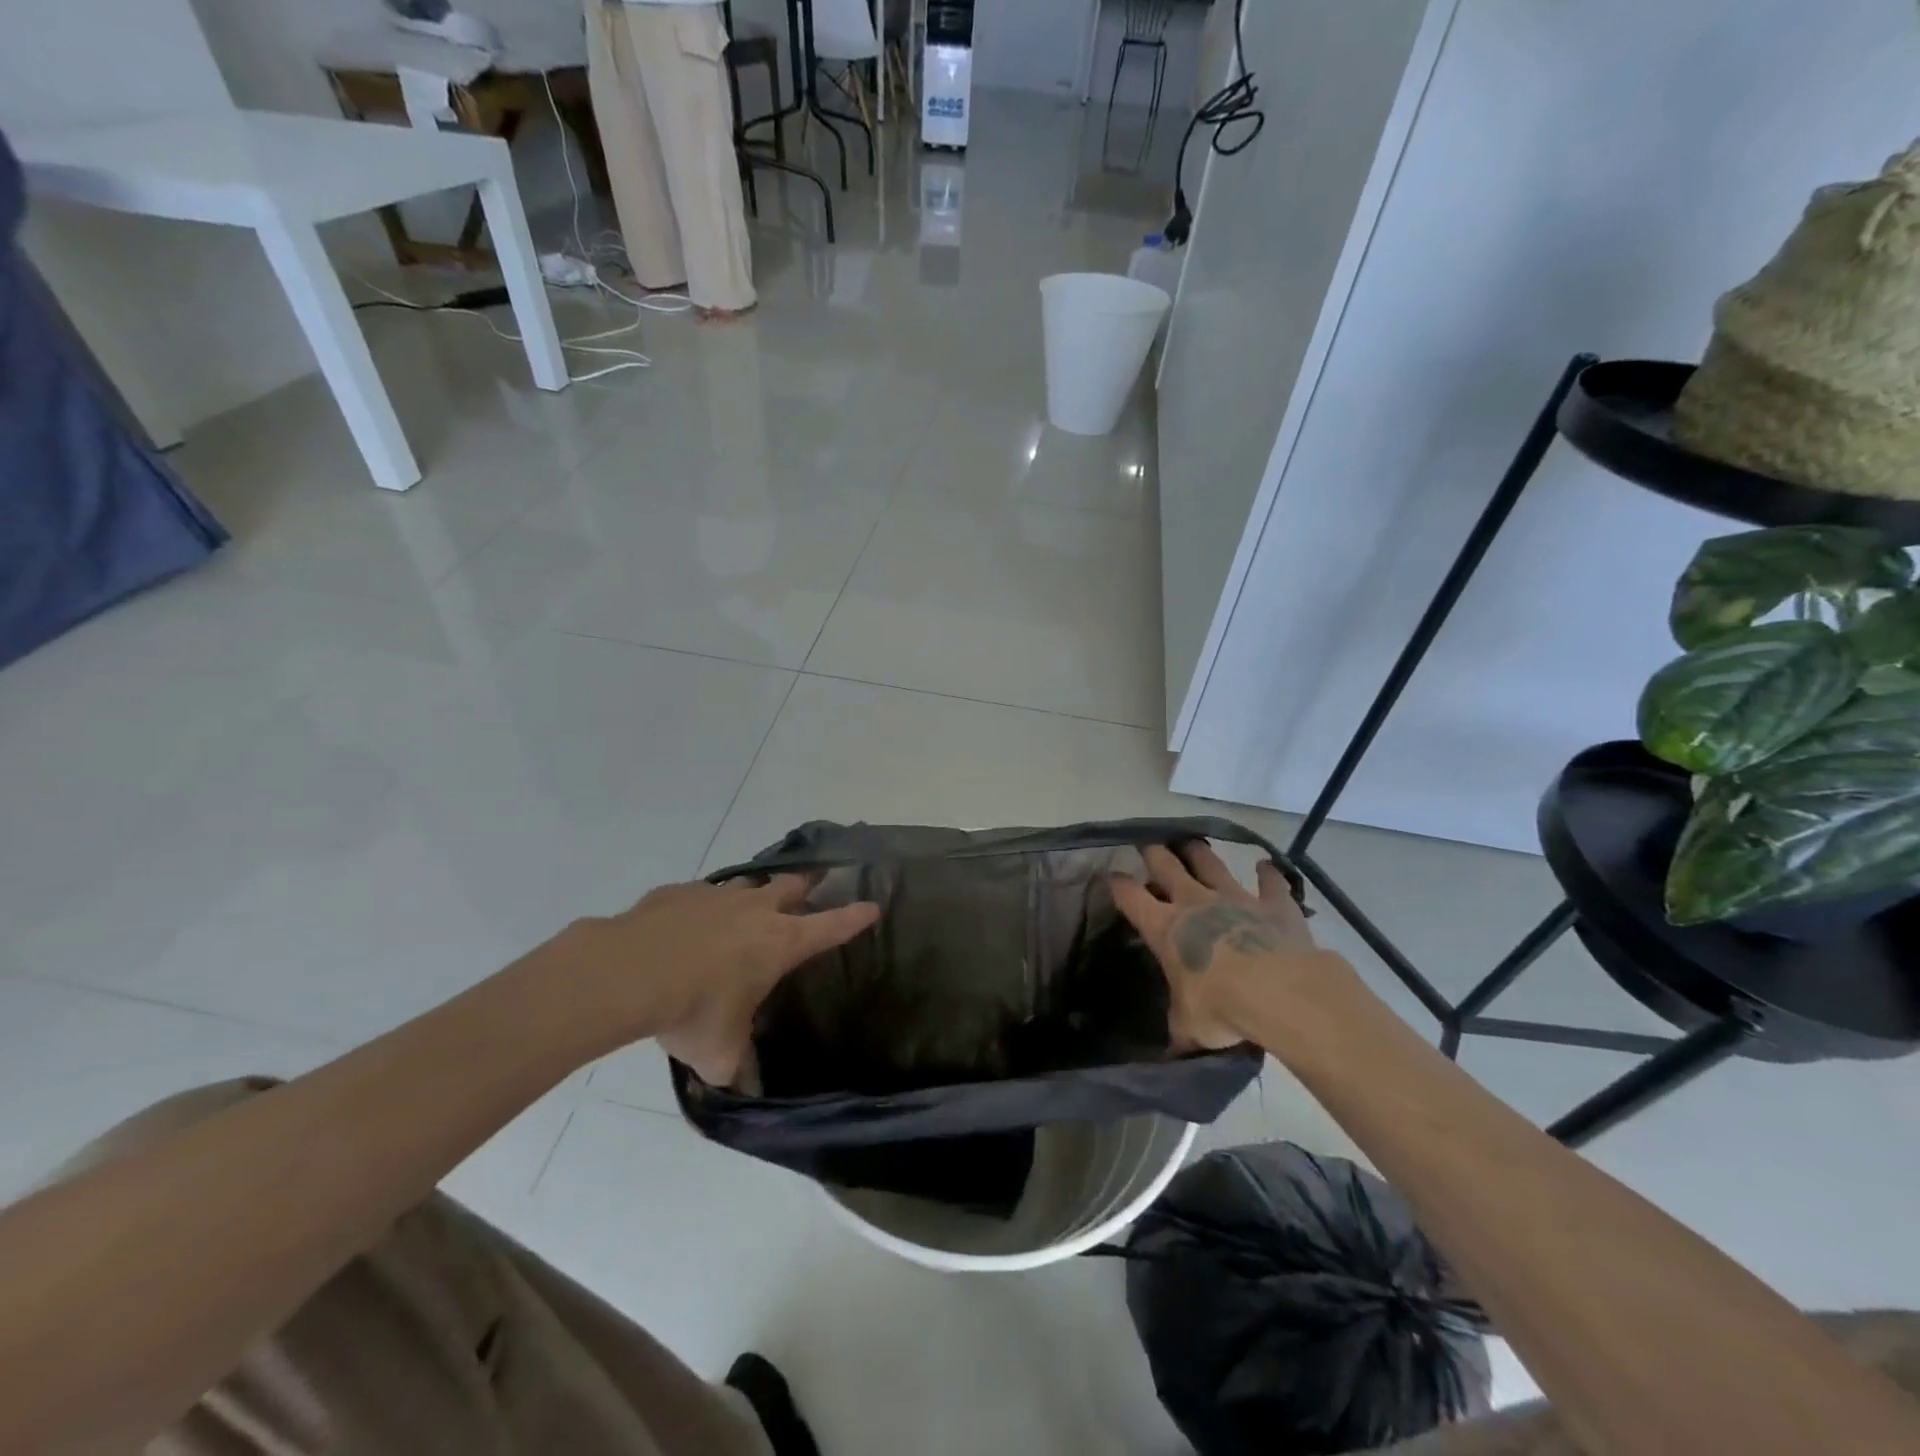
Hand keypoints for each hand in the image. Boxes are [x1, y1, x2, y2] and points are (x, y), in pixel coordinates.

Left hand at [547, 876, 878, 1085]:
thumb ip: (739, 1068)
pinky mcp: (679, 892)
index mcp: (780, 943)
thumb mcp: (719, 1053)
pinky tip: (689, 924)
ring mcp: (717, 895)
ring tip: (749, 907)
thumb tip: (749, 1090)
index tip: (873, 906)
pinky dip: (704, 906)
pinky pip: (701, 894)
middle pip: (794, 885)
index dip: (854, 918)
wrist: (627, 972)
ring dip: (755, 893)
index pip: (831, 926)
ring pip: (749, 884)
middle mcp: (756, 909)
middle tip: (814, 885)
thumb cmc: (691, 1011)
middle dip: (807, 885)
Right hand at [1109, 842, 1318, 1049]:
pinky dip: (1267, 874)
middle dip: (1154, 854)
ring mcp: (1235, 897)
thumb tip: (1174, 1054)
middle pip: (1166, 865)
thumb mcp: (1189, 1028)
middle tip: (1149, 847)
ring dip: (1198, 852)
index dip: (1116, 884)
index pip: (1129, 896)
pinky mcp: (1274, 903)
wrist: (1280, 992)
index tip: (1109, 877)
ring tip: (1191, 843)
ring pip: (1209, 862)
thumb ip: (1180, 1030)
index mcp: (1164, 927)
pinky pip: (1270, 882)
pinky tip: (1266, 867)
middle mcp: (1194, 902)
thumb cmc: (1221, 1009)